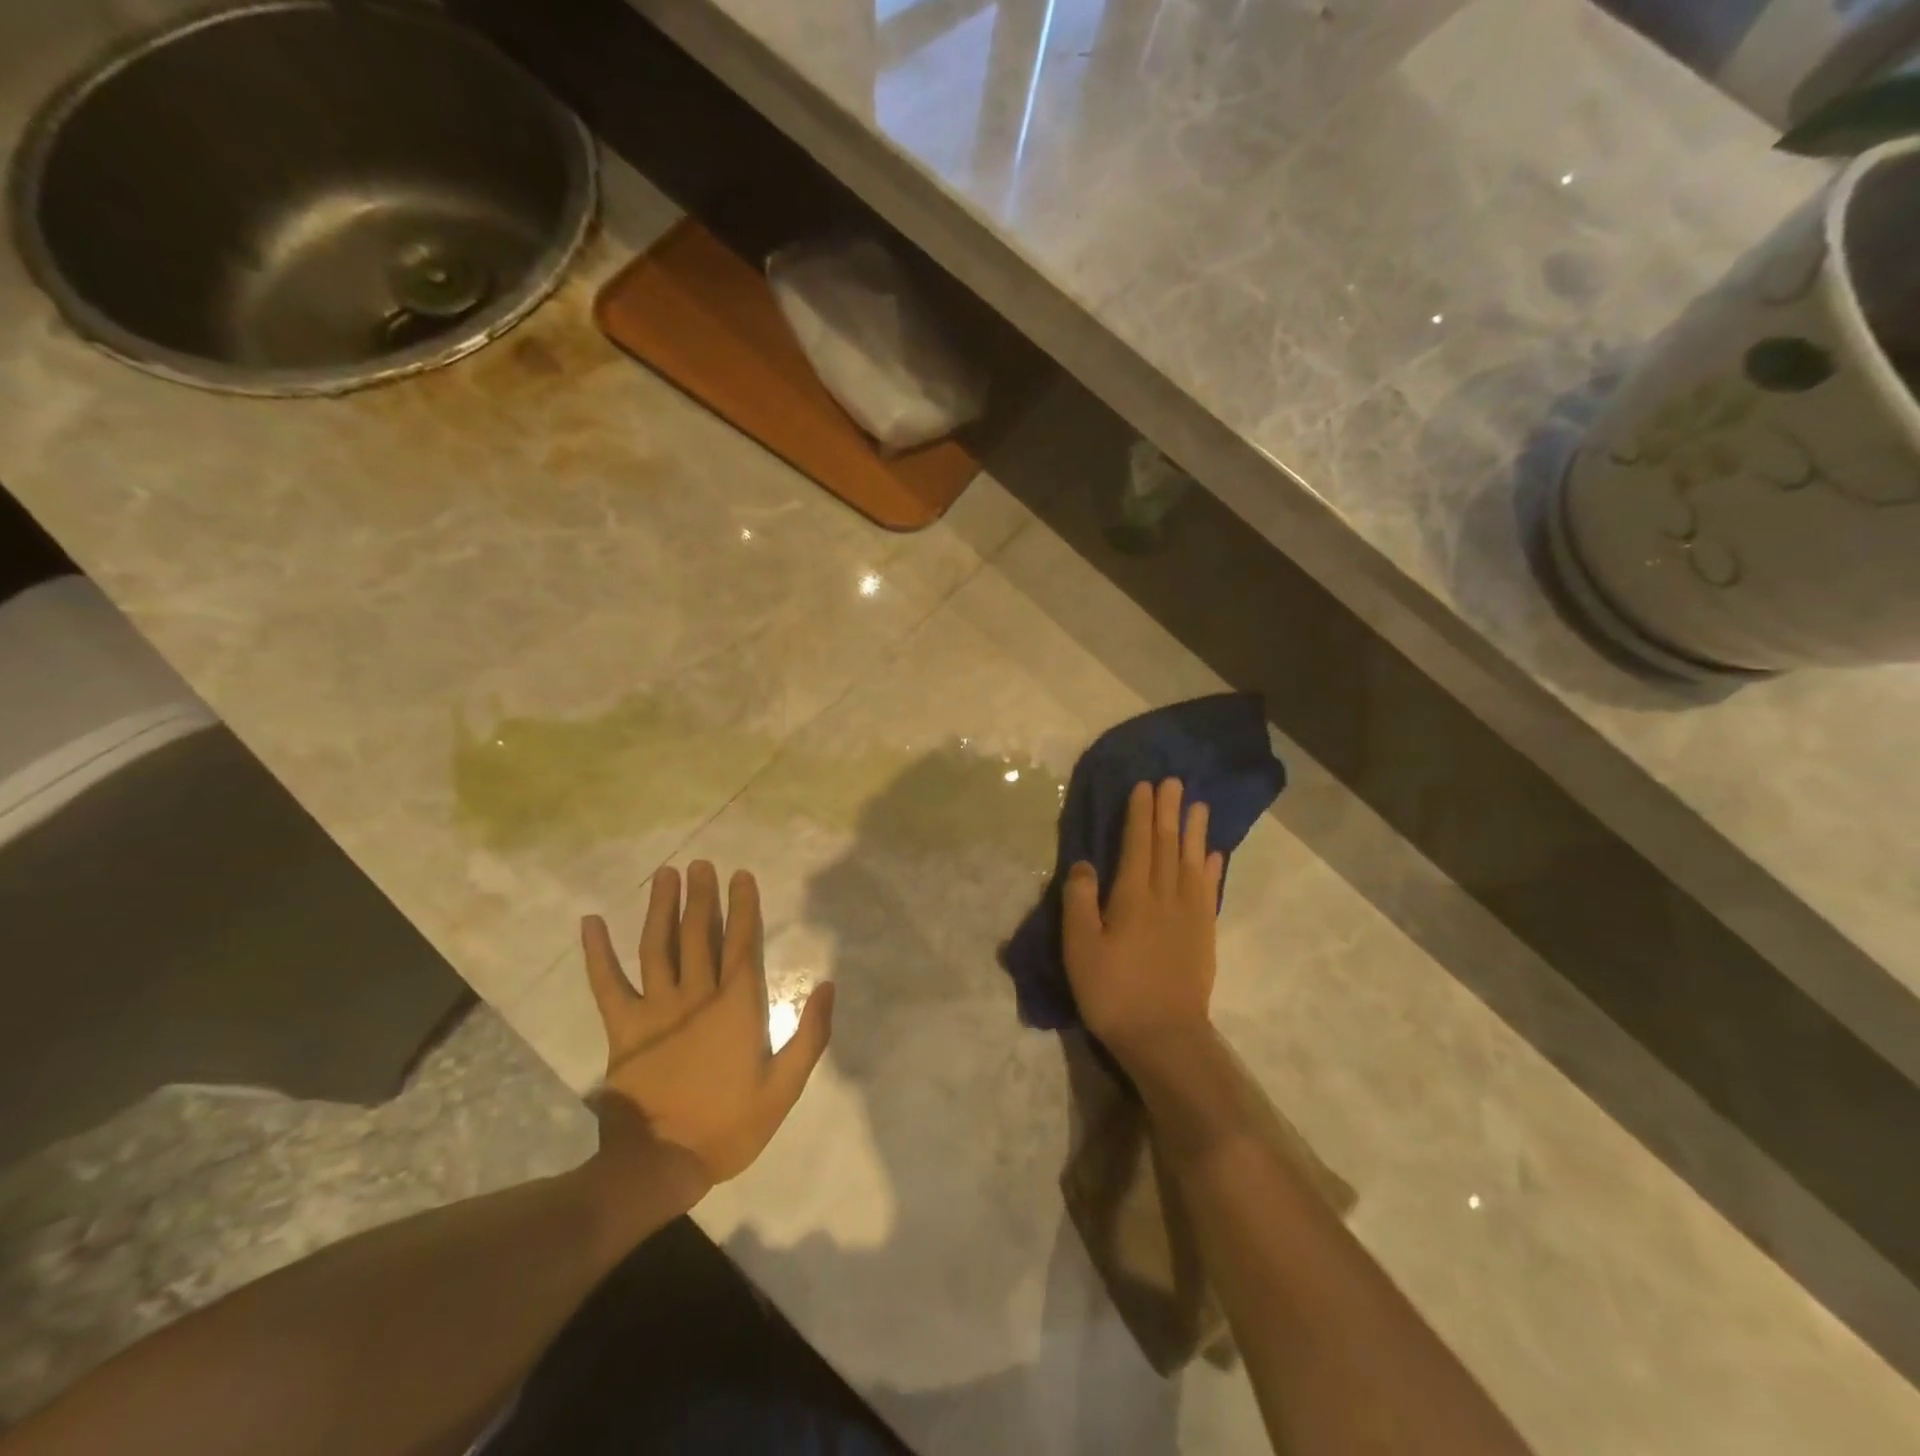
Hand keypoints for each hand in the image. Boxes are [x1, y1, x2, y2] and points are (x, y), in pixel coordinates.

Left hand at [580, 862, 834, 1198]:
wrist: (662, 1165)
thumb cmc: (730, 1126)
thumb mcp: (785, 1087)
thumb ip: (810, 1035)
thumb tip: (828, 985)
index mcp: (737, 1006)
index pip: (742, 942)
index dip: (744, 906)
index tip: (741, 875)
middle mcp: (697, 995)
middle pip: (700, 933)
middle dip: (702, 896)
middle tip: (701, 865)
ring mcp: (656, 1009)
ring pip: (658, 946)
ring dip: (661, 908)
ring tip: (666, 875)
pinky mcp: (624, 1028)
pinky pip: (607, 983)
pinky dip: (597, 953)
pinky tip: (590, 923)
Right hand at [1063, 779, 1222, 1068]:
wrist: (1164, 1037)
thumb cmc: (1113, 992)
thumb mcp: (1080, 948)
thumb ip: (1080, 901)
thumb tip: (1084, 863)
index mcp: (1133, 897)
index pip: (1138, 844)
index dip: (1141, 814)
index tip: (1145, 786)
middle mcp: (1165, 897)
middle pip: (1167, 846)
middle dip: (1169, 812)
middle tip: (1174, 782)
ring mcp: (1189, 916)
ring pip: (1192, 863)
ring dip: (1194, 832)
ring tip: (1199, 805)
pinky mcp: (1203, 935)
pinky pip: (1208, 891)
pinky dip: (1211, 869)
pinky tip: (1212, 855)